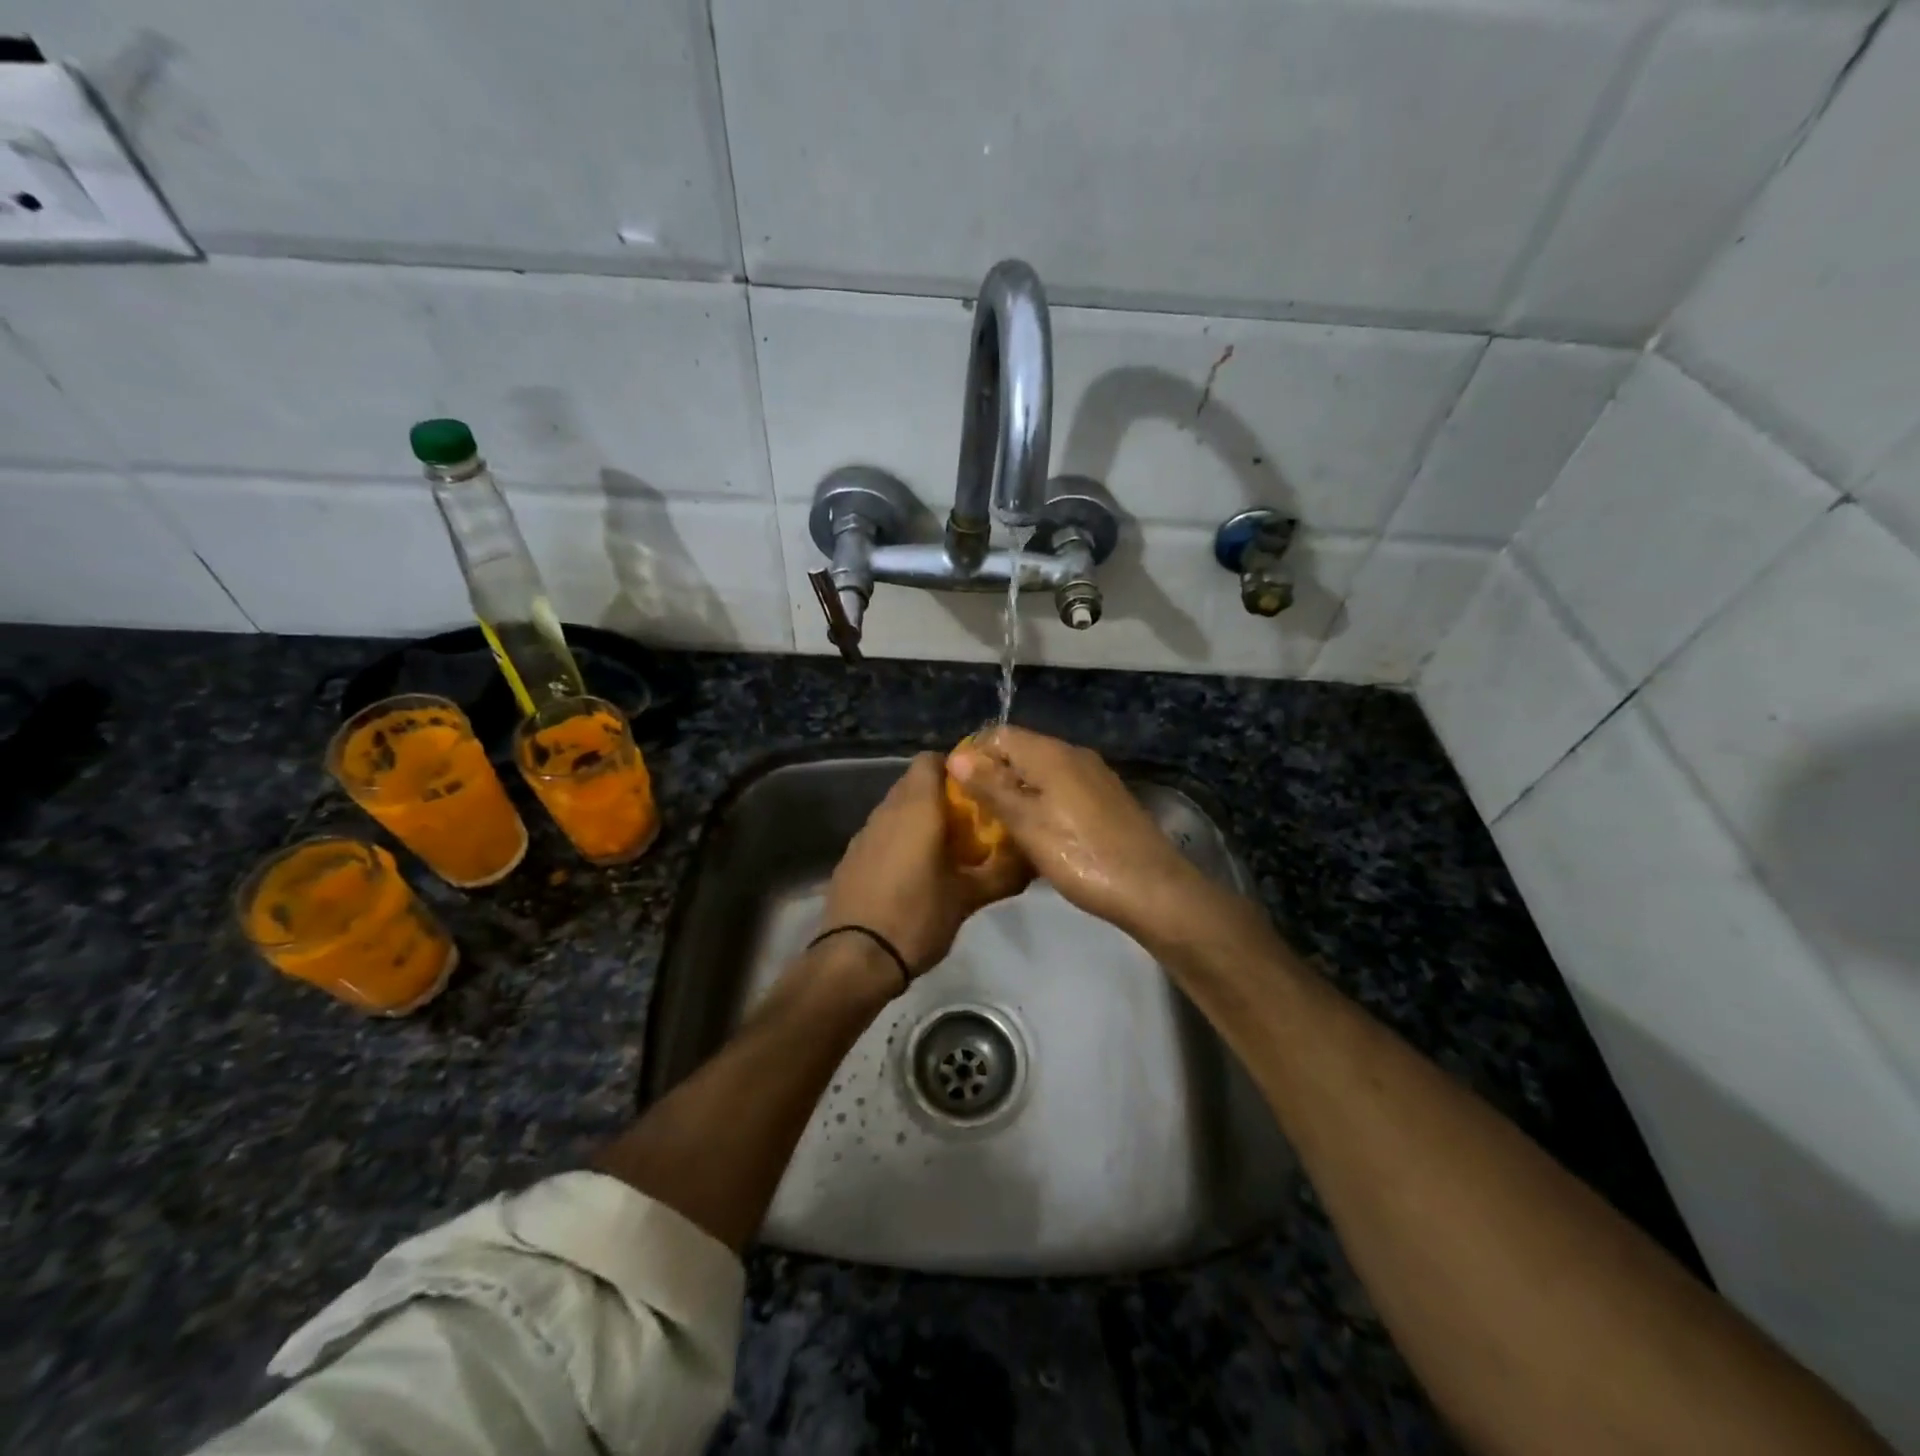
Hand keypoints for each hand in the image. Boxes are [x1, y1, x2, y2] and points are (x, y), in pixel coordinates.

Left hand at [819, 753, 1031, 977]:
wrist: (856, 958)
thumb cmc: (917, 917)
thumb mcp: (968, 898)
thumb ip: (1002, 873)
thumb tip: (1032, 859)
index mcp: (916, 808)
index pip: (931, 760)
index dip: (955, 768)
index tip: (977, 792)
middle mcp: (886, 811)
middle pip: (914, 783)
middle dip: (941, 796)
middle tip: (969, 824)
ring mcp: (863, 833)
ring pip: (896, 809)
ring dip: (919, 819)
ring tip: (944, 850)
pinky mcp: (850, 857)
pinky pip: (880, 834)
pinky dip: (898, 840)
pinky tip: (912, 873)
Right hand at [947, 727, 1212, 942]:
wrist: (1153, 889)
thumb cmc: (1081, 855)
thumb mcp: (1027, 824)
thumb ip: (991, 788)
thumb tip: (956, 757)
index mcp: (1052, 754)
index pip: (1000, 734)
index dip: (973, 756)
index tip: (956, 790)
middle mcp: (1075, 755)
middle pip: (1022, 751)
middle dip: (993, 776)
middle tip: (973, 814)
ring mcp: (1095, 777)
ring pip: (1043, 772)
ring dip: (1017, 792)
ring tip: (999, 827)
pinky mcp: (1107, 800)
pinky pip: (1063, 790)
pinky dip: (1042, 803)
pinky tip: (1037, 834)